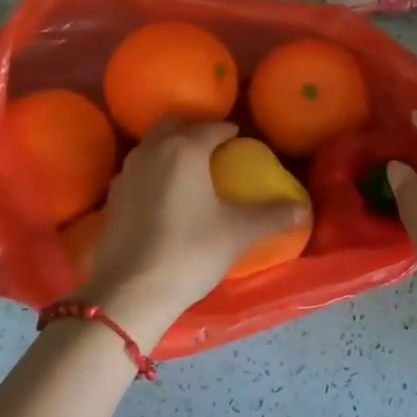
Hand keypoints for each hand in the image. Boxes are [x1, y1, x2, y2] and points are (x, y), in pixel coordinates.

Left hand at [76, 120, 307, 349]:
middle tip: (214, 150)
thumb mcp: (239, 233)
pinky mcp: (113, 197)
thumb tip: (304, 208)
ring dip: (171, 149)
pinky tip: (164, 197)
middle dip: (195, 130)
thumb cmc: (190, 251)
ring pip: (152, 145)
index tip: (242, 142)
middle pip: (175, 125)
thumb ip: (273, 216)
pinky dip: (154, 172)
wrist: (130, 292)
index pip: (213, 128)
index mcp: (185, 148)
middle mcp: (153, 150)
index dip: (230, 133)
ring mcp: (127, 172)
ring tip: (191, 171)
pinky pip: (138, 171)